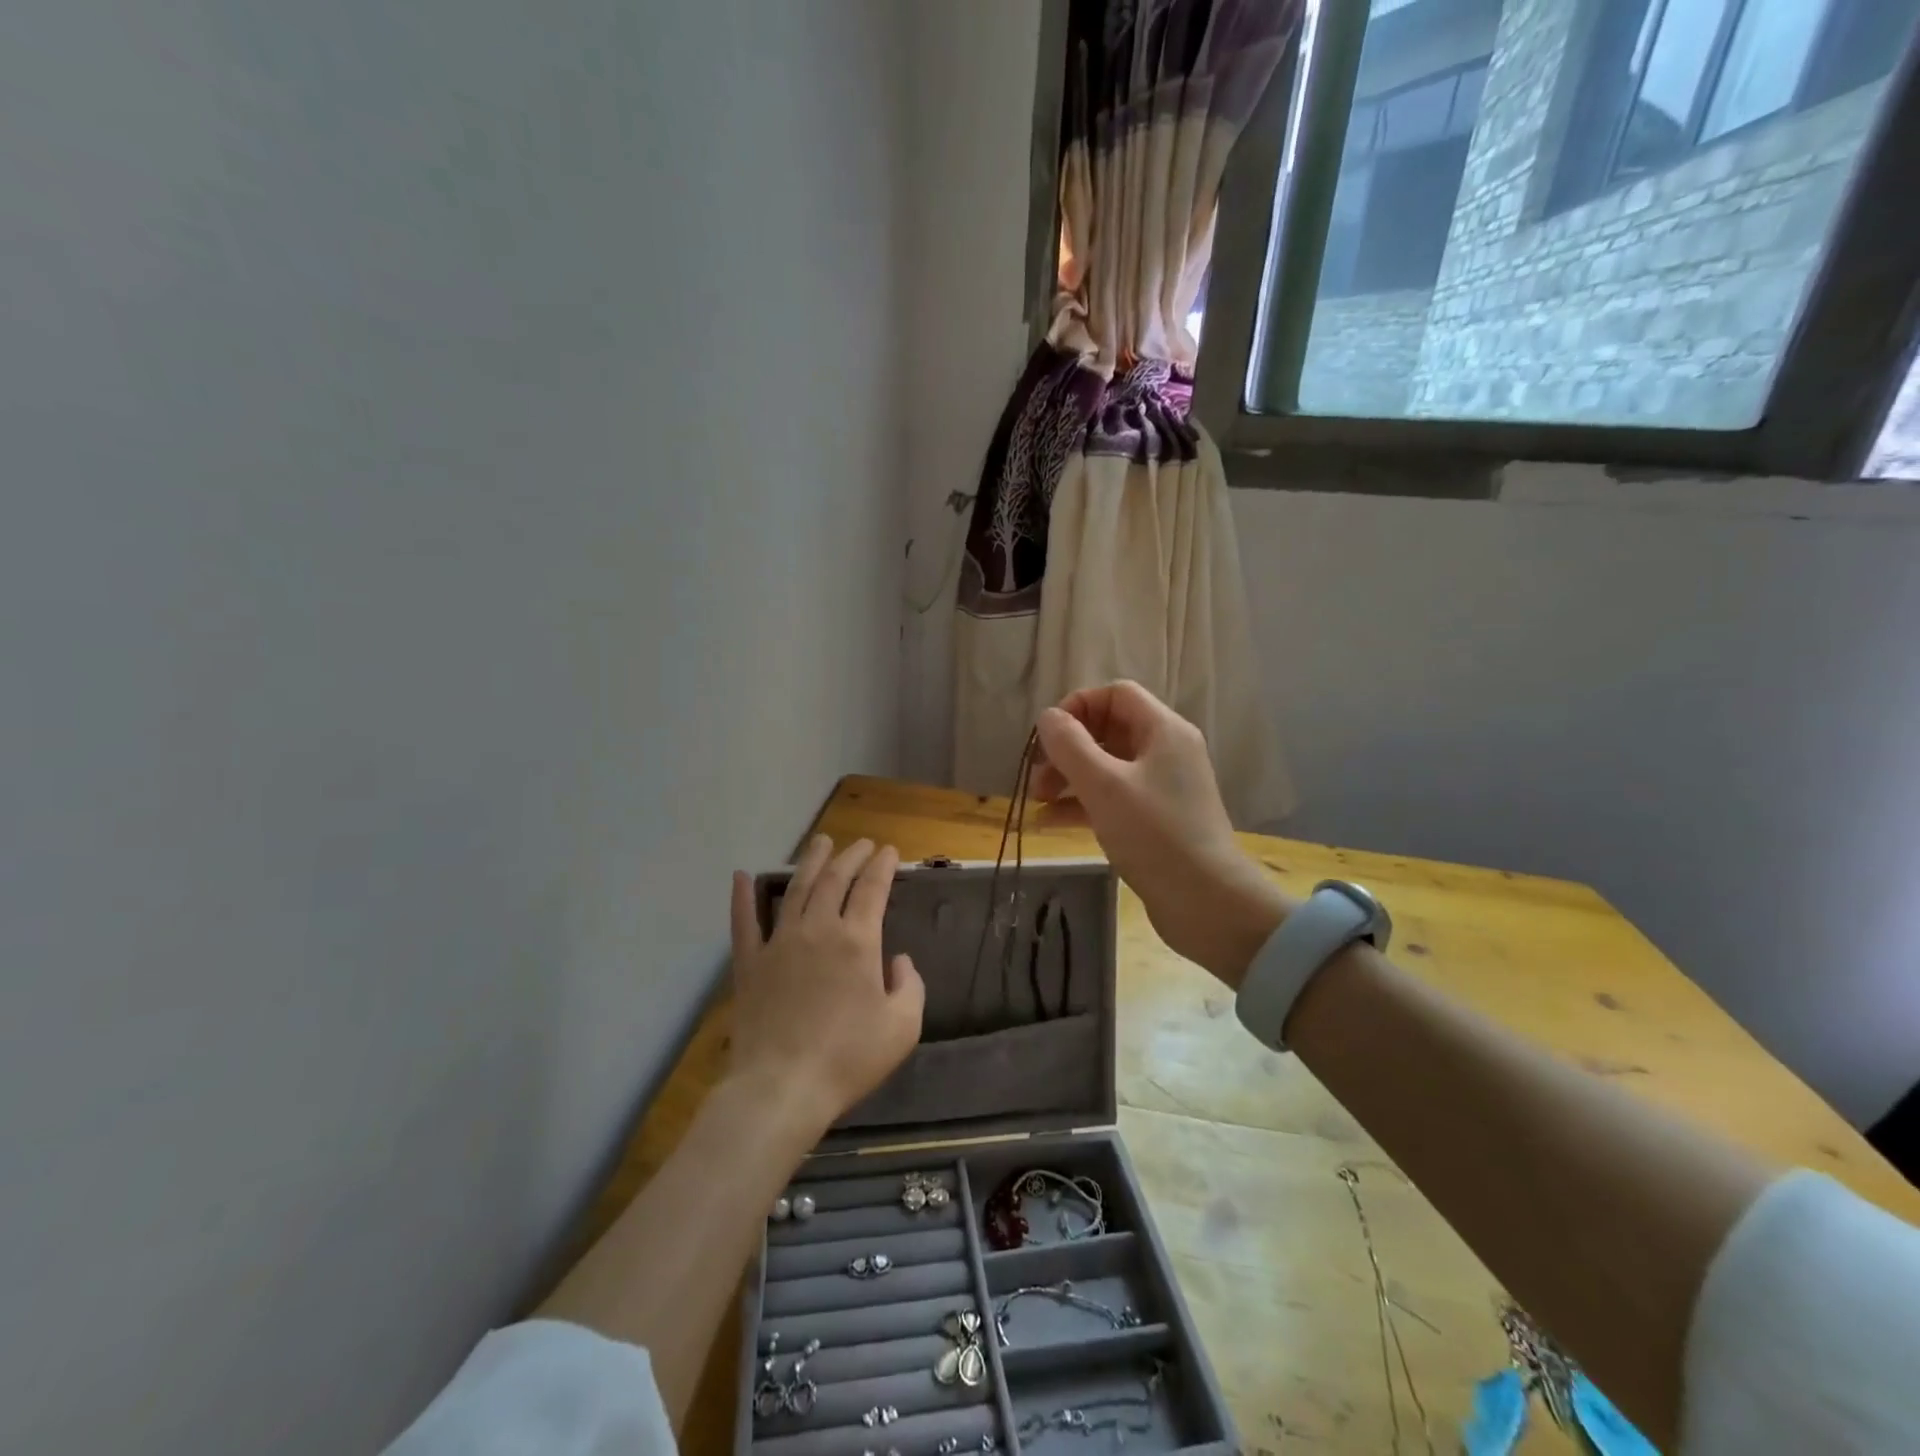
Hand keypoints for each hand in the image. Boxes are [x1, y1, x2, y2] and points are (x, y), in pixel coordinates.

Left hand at [728, 836, 925, 1127]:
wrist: (782, 1087)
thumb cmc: (849, 1058)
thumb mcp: (903, 1026)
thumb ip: (910, 986)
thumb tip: (898, 961)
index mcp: (858, 941)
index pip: (872, 888)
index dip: (883, 865)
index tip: (890, 851)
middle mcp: (818, 929)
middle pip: (835, 879)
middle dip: (851, 856)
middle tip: (861, 844)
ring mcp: (779, 943)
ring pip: (796, 889)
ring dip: (811, 862)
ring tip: (821, 842)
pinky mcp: (750, 963)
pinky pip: (744, 922)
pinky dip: (742, 897)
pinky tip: (742, 875)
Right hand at [1032, 681, 1292, 986]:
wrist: (1207, 902)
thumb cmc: (1154, 834)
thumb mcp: (1104, 785)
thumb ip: (1070, 745)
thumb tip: (1048, 718)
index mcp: (1163, 730)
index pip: (1116, 694)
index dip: (1078, 706)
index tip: (1049, 736)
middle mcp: (1166, 751)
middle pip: (1108, 730)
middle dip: (1067, 748)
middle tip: (1036, 774)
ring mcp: (1162, 787)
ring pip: (1107, 766)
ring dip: (1069, 777)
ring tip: (1037, 800)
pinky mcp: (1156, 819)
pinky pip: (1113, 798)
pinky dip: (1082, 803)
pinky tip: (1050, 822)